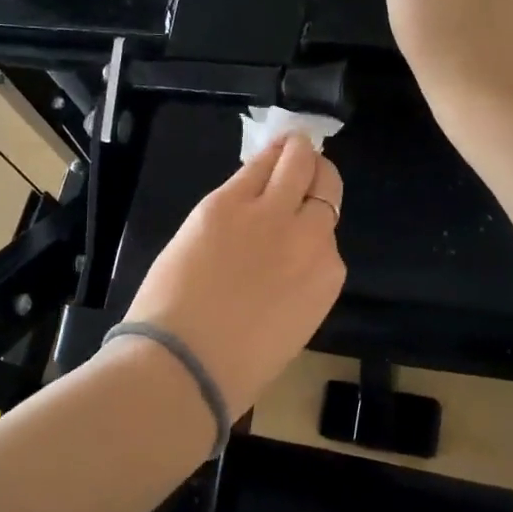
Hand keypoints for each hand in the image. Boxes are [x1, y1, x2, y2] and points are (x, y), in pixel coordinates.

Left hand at [122, 135, 345, 413]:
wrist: (184, 364)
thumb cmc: (234, 366)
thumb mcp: (287, 326)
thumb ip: (296, 284)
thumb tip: (283, 263)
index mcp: (327, 277)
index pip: (328, 230)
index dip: (312, 219)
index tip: (300, 214)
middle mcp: (309, 237)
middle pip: (325, 185)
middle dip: (315, 174)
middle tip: (302, 166)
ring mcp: (269, 214)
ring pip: (297, 161)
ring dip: (295, 152)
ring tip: (290, 145)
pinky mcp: (227, 202)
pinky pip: (255, 165)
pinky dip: (266, 154)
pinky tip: (269, 147)